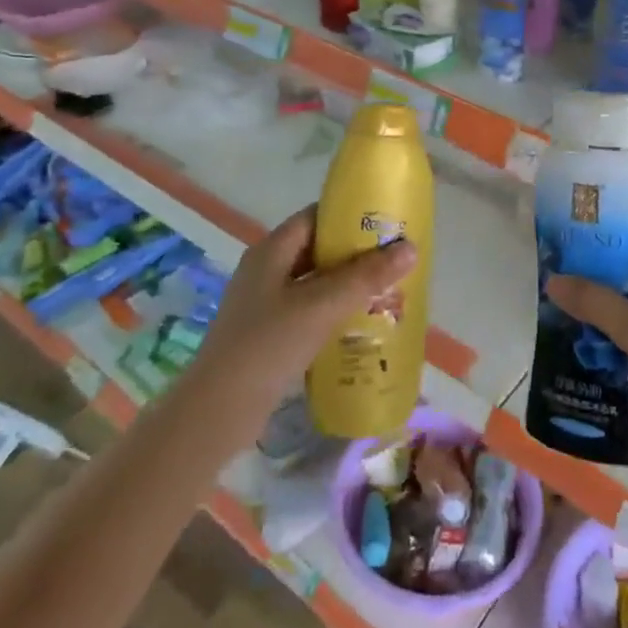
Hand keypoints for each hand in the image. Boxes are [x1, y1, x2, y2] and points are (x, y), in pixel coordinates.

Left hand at [190, 206, 416, 408]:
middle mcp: (266, 271)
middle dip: (356, 254)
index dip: (350, 216)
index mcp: (271, 252)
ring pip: (315, 283)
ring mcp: (265, 304)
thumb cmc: (268, 346)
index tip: (387, 223)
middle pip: (317, 250)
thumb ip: (366, 277)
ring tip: (388, 291)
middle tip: (396, 260)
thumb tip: (410, 248)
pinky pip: (309, 311)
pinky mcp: (269, 334)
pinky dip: (335, 312)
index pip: (315, 217)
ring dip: (348, 285)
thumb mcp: (321, 306)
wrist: (218, 411)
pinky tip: (361, 325)